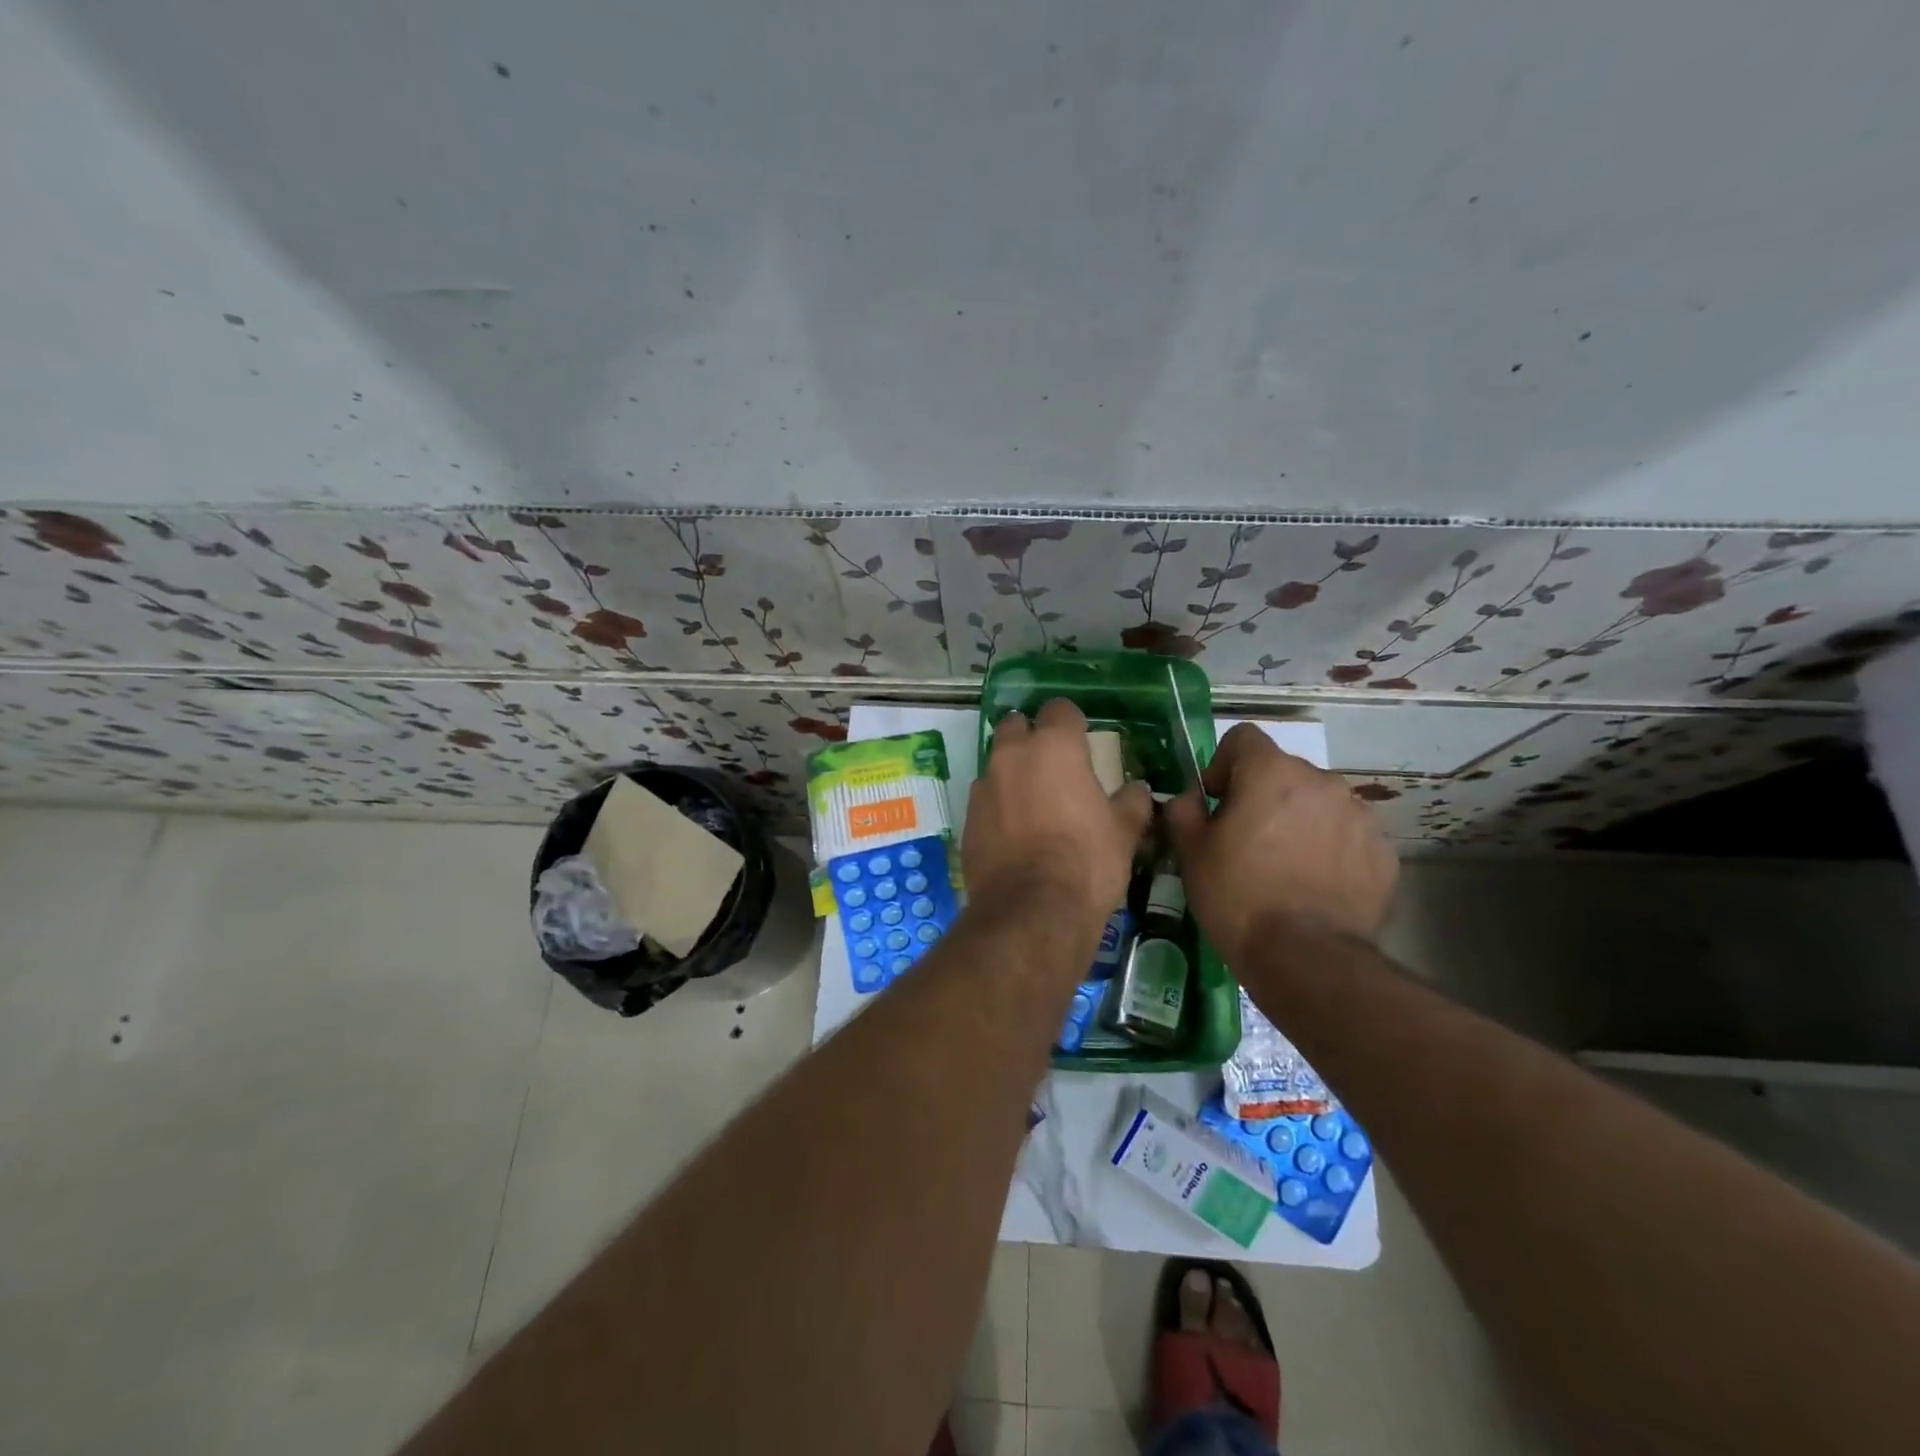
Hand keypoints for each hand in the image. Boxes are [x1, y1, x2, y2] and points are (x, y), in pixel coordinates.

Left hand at [964, 699, 1153, 924]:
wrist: (1031, 910)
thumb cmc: (1087, 861)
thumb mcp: (1123, 832)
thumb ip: (1132, 802)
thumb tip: (1138, 790)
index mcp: (1054, 746)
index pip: (1059, 709)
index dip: (1071, 722)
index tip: (1081, 740)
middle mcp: (1012, 755)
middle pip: (1016, 725)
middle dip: (1031, 736)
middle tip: (1052, 765)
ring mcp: (984, 786)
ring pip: (996, 762)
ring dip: (1012, 772)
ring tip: (1032, 802)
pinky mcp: (967, 818)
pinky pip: (984, 798)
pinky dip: (998, 805)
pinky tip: (1013, 832)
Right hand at [1165, 722, 1397, 961]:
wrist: (1306, 958)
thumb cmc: (1238, 896)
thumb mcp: (1190, 851)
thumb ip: (1183, 809)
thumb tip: (1190, 798)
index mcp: (1272, 772)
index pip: (1243, 738)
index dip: (1222, 764)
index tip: (1217, 802)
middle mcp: (1322, 781)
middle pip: (1283, 772)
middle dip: (1263, 796)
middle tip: (1247, 841)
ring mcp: (1359, 816)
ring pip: (1317, 803)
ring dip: (1298, 820)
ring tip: (1284, 866)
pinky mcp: (1383, 853)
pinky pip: (1346, 836)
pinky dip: (1329, 849)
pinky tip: (1314, 886)